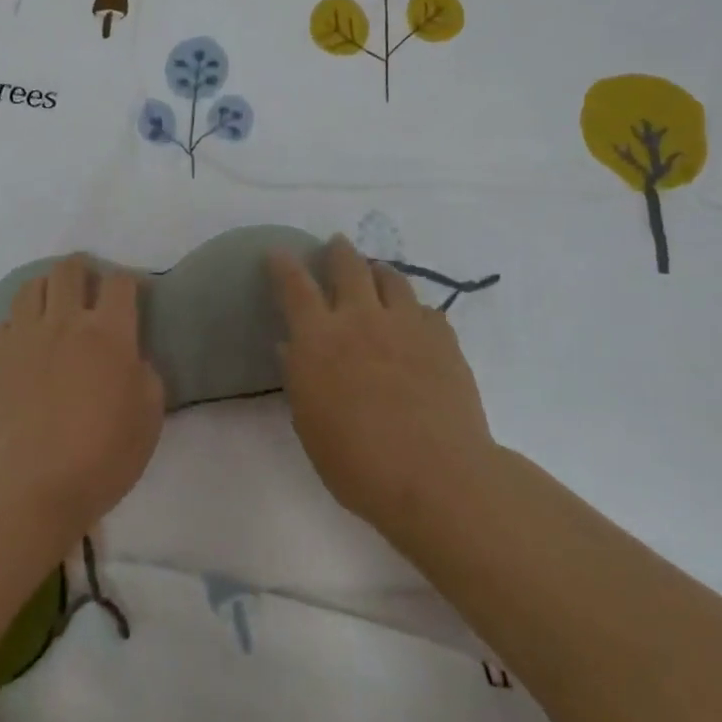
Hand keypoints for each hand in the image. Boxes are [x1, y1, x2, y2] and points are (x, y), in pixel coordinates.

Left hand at [0, 256, 165, 540]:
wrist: (29, 484)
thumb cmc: (101, 455)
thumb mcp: (149, 417)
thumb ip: (145, 375)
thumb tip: (131, 358)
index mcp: (108, 332)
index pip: (119, 282)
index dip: (129, 281)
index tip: (133, 294)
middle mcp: (65, 321)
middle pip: (70, 269)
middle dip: (83, 269)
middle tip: (90, 288)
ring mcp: (24, 335)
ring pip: (32, 285)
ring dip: (48, 288)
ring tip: (54, 307)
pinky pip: (5, 321)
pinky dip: (18, 324)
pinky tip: (25, 343)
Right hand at [268, 236, 493, 540]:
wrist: (437, 476)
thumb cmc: (358, 462)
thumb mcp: (310, 425)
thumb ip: (299, 378)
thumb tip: (291, 347)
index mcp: (319, 338)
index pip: (295, 286)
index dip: (284, 265)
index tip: (278, 253)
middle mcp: (360, 318)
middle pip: (348, 265)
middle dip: (338, 251)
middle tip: (336, 245)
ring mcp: (405, 324)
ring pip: (391, 277)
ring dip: (378, 270)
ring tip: (376, 272)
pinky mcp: (442, 338)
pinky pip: (425, 309)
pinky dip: (413, 309)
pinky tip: (415, 321)